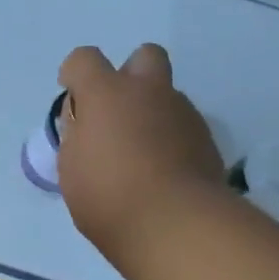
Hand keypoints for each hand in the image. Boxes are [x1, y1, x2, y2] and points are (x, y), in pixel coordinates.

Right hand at [57, 44, 224, 259]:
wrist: (176, 224)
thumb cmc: (109, 196)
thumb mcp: (72, 168)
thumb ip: (77, 137)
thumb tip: (87, 125)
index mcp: (107, 94)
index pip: (84, 59)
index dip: (75, 73)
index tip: (73, 97)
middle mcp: (148, 92)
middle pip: (144, 56)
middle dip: (129, 74)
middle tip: (117, 112)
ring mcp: (183, 113)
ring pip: (167, 95)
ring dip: (152, 112)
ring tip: (141, 154)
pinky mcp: (206, 139)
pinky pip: (183, 126)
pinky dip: (171, 139)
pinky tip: (163, 170)